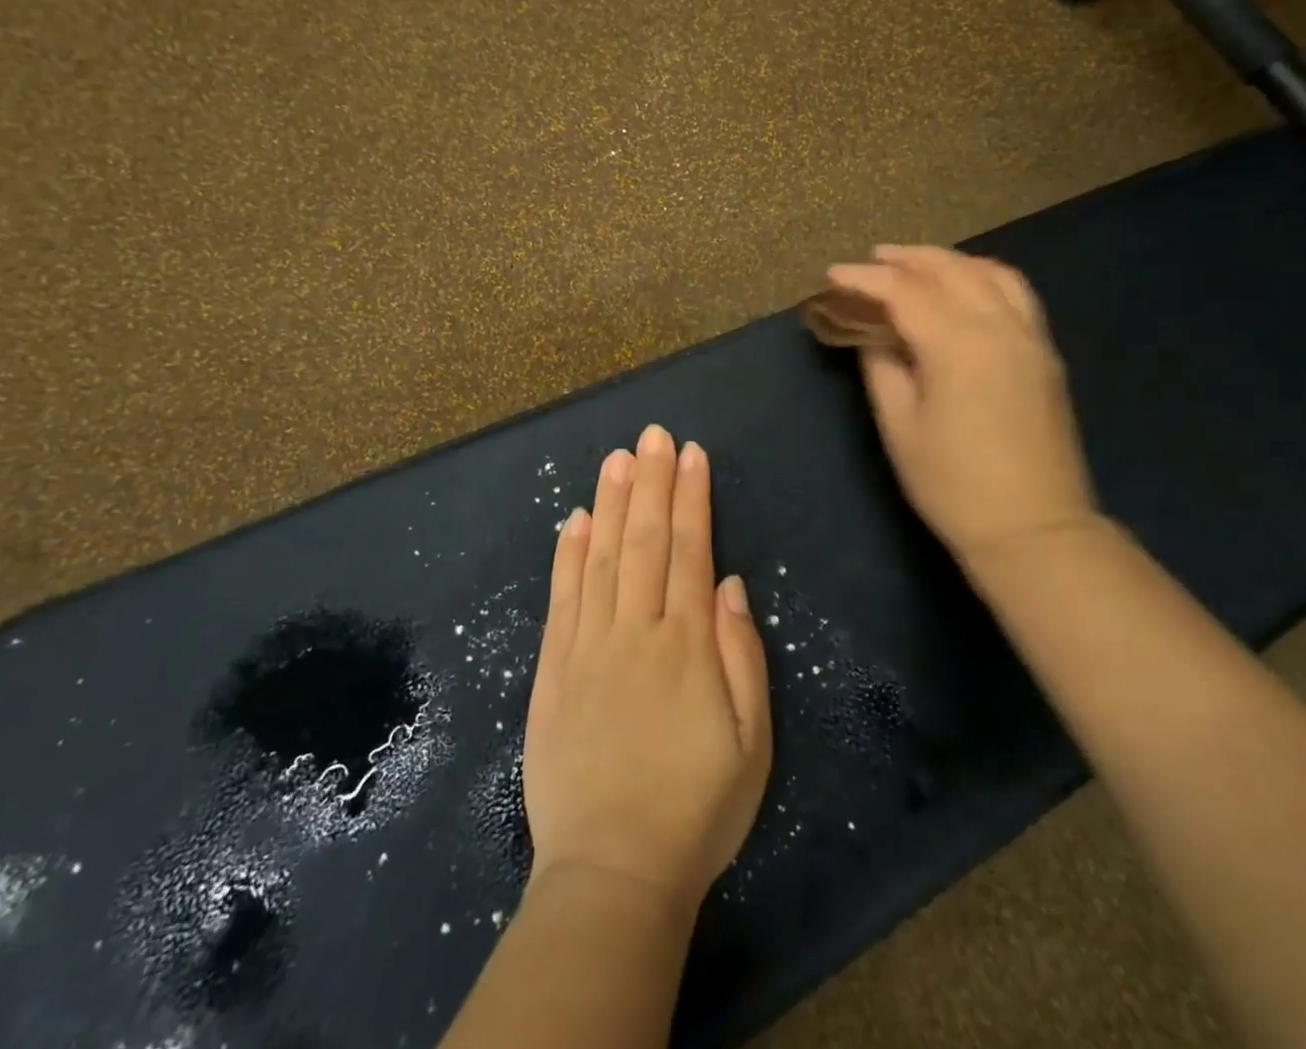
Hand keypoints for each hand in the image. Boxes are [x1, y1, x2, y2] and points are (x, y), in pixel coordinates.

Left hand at [522, 425, 771, 914]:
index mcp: (686, 645)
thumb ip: (742, 657)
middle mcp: (635, 631)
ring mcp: (588, 646)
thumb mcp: (752, 743)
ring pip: (600, 558)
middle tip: (653, 434)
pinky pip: (562, 599)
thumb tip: (731, 585)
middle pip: (644, 541)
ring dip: (610, 503)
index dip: (691, 498)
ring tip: (617, 458)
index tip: (691, 454)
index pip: (689, 551)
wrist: (612, 871)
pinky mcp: (553, 669)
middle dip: (652, 482)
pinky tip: (574, 519)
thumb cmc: (695, 809)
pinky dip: (567, 555)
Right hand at [827, 245, 1098, 569]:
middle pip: (950, 270)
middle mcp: (999, 327)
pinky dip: (984, 276)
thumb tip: (873, 334)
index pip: (905, 292)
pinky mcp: (1045, 354)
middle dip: (906, 259)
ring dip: (948, 261)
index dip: (865, 280)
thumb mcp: (900, 427)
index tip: (833, 275)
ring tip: (916, 264)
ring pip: (990, 273)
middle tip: (871, 261)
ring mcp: (1030, 338)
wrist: (1033, 529)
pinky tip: (965, 286)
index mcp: (958, 346)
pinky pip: (1016, 293)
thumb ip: (883, 368)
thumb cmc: (953, 485)